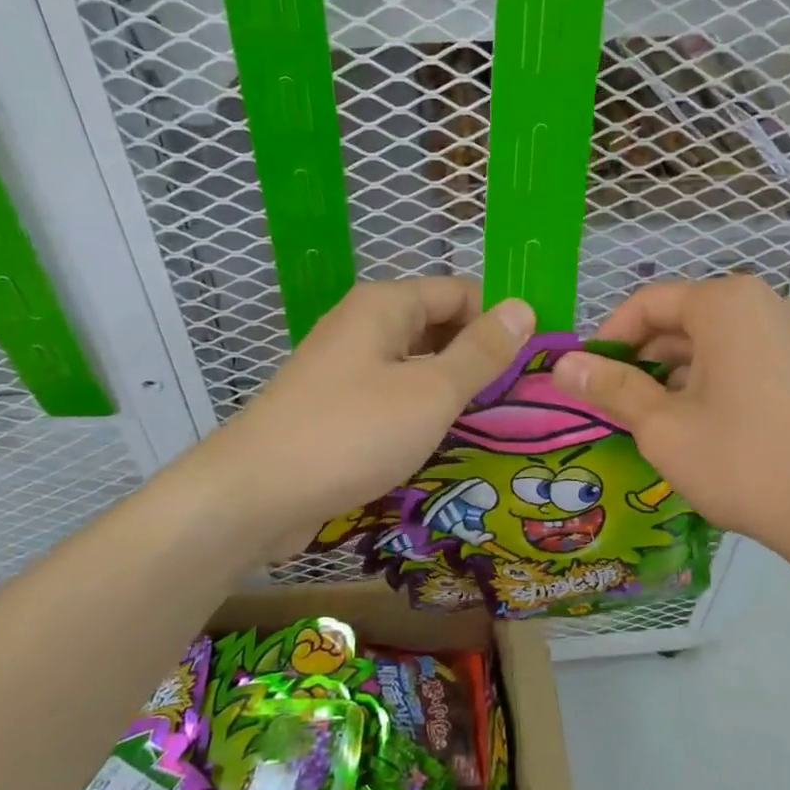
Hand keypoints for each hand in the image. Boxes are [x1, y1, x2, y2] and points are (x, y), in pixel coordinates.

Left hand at [203, 278, 534, 553]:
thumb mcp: (431, 392)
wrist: (253, 496)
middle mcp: (363, 326)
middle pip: (438, 326)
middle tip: (525, 398)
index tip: (537, 362)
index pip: (461, 293)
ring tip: (497, 421)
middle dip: (480, 356)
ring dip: (453, 388)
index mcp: (386, 306)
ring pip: (416, 365)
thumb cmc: (351, 433)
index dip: (501, 320)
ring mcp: (345, 368)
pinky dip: (422, 411)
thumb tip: (523, 307)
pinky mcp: (335, 408)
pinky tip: (445, 441)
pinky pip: (392, 396)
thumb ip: (480, 352)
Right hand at [551, 276, 789, 560]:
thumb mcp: (662, 425)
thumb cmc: (741, 461)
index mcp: (726, 303)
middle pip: (681, 319)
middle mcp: (762, 303)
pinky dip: (708, 379)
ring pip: (710, 341)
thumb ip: (610, 387)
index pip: (647, 304)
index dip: (607, 339)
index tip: (585, 378)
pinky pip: (740, 356)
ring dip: (672, 372)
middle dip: (640, 358)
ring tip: (647, 418)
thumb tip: (563, 365)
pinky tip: (694, 421)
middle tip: (610, 402)